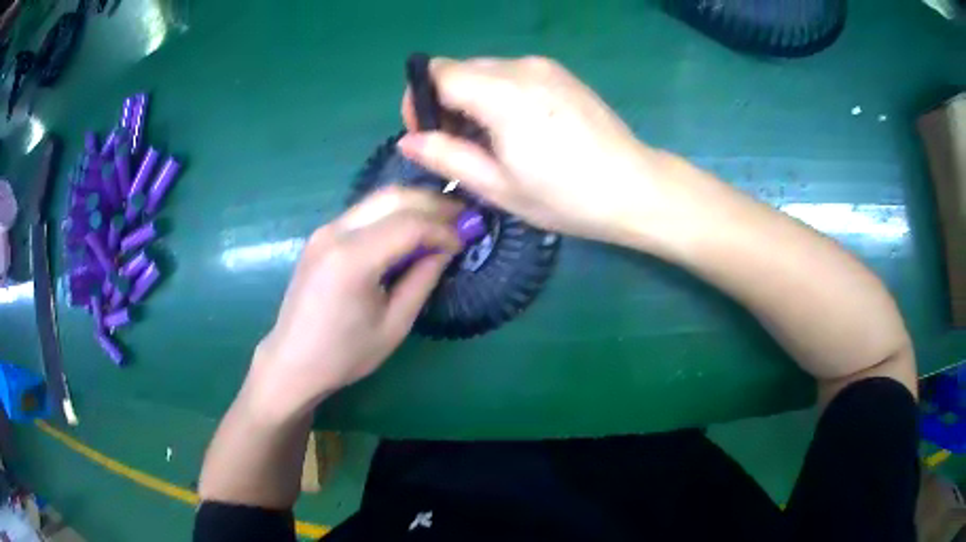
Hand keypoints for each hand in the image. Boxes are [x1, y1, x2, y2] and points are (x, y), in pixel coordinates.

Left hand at [242, 187, 461, 420]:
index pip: (409, 224)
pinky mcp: (322, 235)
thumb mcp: (394, 324)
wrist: (293, 361)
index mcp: (352, 259)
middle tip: (463, 217)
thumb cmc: (344, 354)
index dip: (443, 228)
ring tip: (444, 220)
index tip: (467, 240)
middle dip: (433, 203)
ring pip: (378, 198)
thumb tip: (448, 247)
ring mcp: (325, 230)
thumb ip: (422, 279)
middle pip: (393, 197)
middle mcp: (335, 233)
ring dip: (415, 204)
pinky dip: (394, 213)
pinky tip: (411, 229)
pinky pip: (365, 212)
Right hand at [396, 56, 670, 244]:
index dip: (420, 100)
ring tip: (491, 141)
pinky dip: (499, 95)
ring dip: (473, 99)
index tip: (429, 135)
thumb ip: (446, 157)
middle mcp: (522, 67)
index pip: (438, 72)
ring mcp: (546, 67)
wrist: (635, 188)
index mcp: (503, 93)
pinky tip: (519, 129)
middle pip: (460, 68)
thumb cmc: (566, 196)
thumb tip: (408, 141)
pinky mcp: (562, 74)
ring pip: (486, 70)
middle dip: (445, 101)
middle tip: (459, 145)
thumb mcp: (499, 186)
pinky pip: (513, 74)